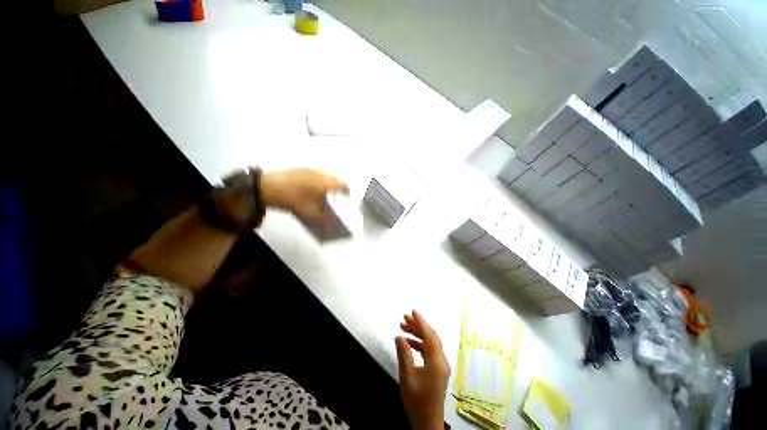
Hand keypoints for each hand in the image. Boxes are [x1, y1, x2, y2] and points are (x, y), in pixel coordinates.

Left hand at [260, 168, 348, 222]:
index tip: (346, 200)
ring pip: (326, 176)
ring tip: (323, 195)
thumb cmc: (293, 199)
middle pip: (335, 180)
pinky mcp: (301, 169)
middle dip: (337, 189)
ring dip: (328, 185)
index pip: (343, 186)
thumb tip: (330, 219)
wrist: (268, 187)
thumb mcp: (310, 212)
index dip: (347, 193)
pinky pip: (316, 175)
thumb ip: (323, 216)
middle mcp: (321, 173)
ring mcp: (310, 169)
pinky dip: (318, 182)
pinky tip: (310, 190)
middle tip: (335, 199)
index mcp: (326, 183)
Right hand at [396, 310, 449, 429]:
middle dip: (418, 326)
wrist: (427, 423)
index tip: (412, 311)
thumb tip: (399, 337)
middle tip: (404, 318)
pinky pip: (429, 351)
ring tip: (403, 327)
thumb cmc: (417, 402)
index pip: (429, 336)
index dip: (420, 322)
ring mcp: (441, 366)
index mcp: (436, 362)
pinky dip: (419, 344)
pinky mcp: (438, 370)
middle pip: (430, 337)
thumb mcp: (407, 378)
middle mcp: (441, 361)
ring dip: (417, 334)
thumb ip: (404, 355)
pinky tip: (408, 343)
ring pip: (430, 343)